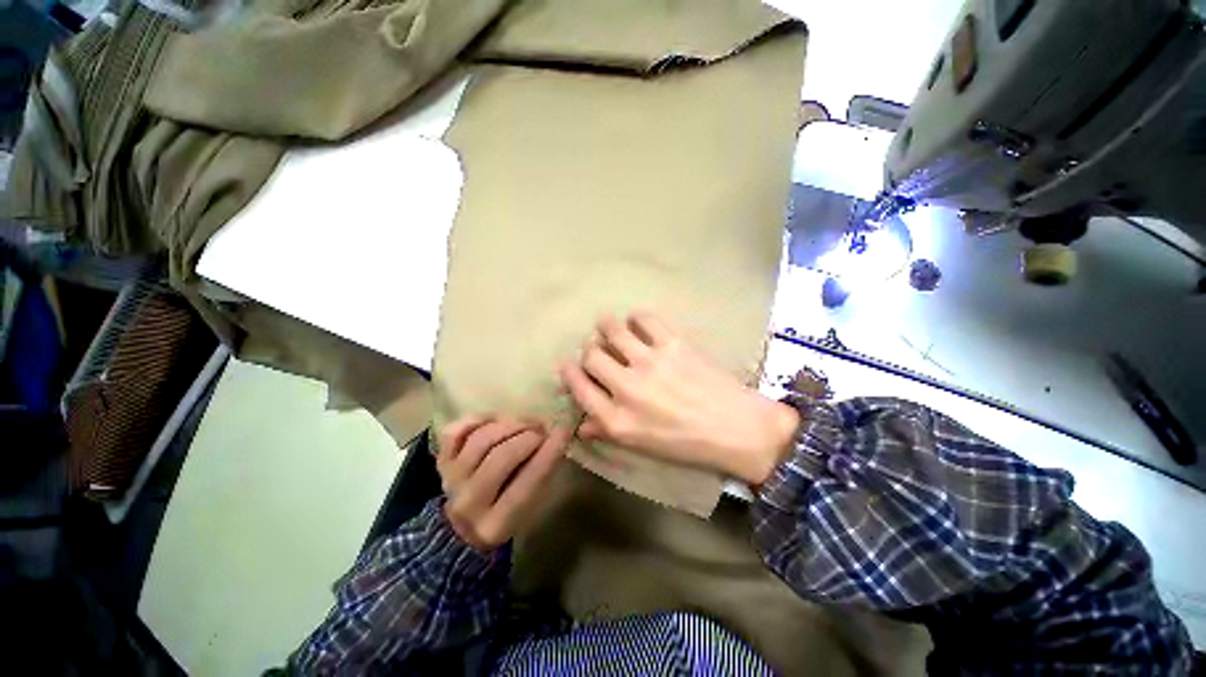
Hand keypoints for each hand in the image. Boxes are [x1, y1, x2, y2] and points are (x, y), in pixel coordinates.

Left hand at [437, 417, 570, 550]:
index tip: (564, 431)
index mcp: (496, 524)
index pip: (528, 481)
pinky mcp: (441, 462)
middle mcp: (468, 503)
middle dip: (529, 436)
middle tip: (543, 429)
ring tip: (525, 423)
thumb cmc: (507, 516)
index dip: (549, 452)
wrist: (461, 530)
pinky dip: (477, 420)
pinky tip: (496, 420)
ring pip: (481, 439)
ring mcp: (451, 480)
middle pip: (502, 456)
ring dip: (509, 425)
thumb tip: (556, 436)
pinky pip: (456, 431)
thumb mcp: (531, 507)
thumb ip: (542, 474)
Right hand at [559, 313, 799, 485]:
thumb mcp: (642, 447)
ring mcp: (650, 362)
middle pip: (591, 355)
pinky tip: (638, 323)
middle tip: (596, 348)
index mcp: (617, 419)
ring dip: (605, 325)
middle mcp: (627, 388)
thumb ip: (608, 431)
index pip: (579, 387)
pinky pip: (644, 318)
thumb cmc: (687, 445)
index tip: (568, 364)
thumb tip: (582, 425)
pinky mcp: (672, 343)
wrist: (737, 430)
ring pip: (611, 329)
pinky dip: (637, 317)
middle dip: (589, 349)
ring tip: (608, 325)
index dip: (569, 372)